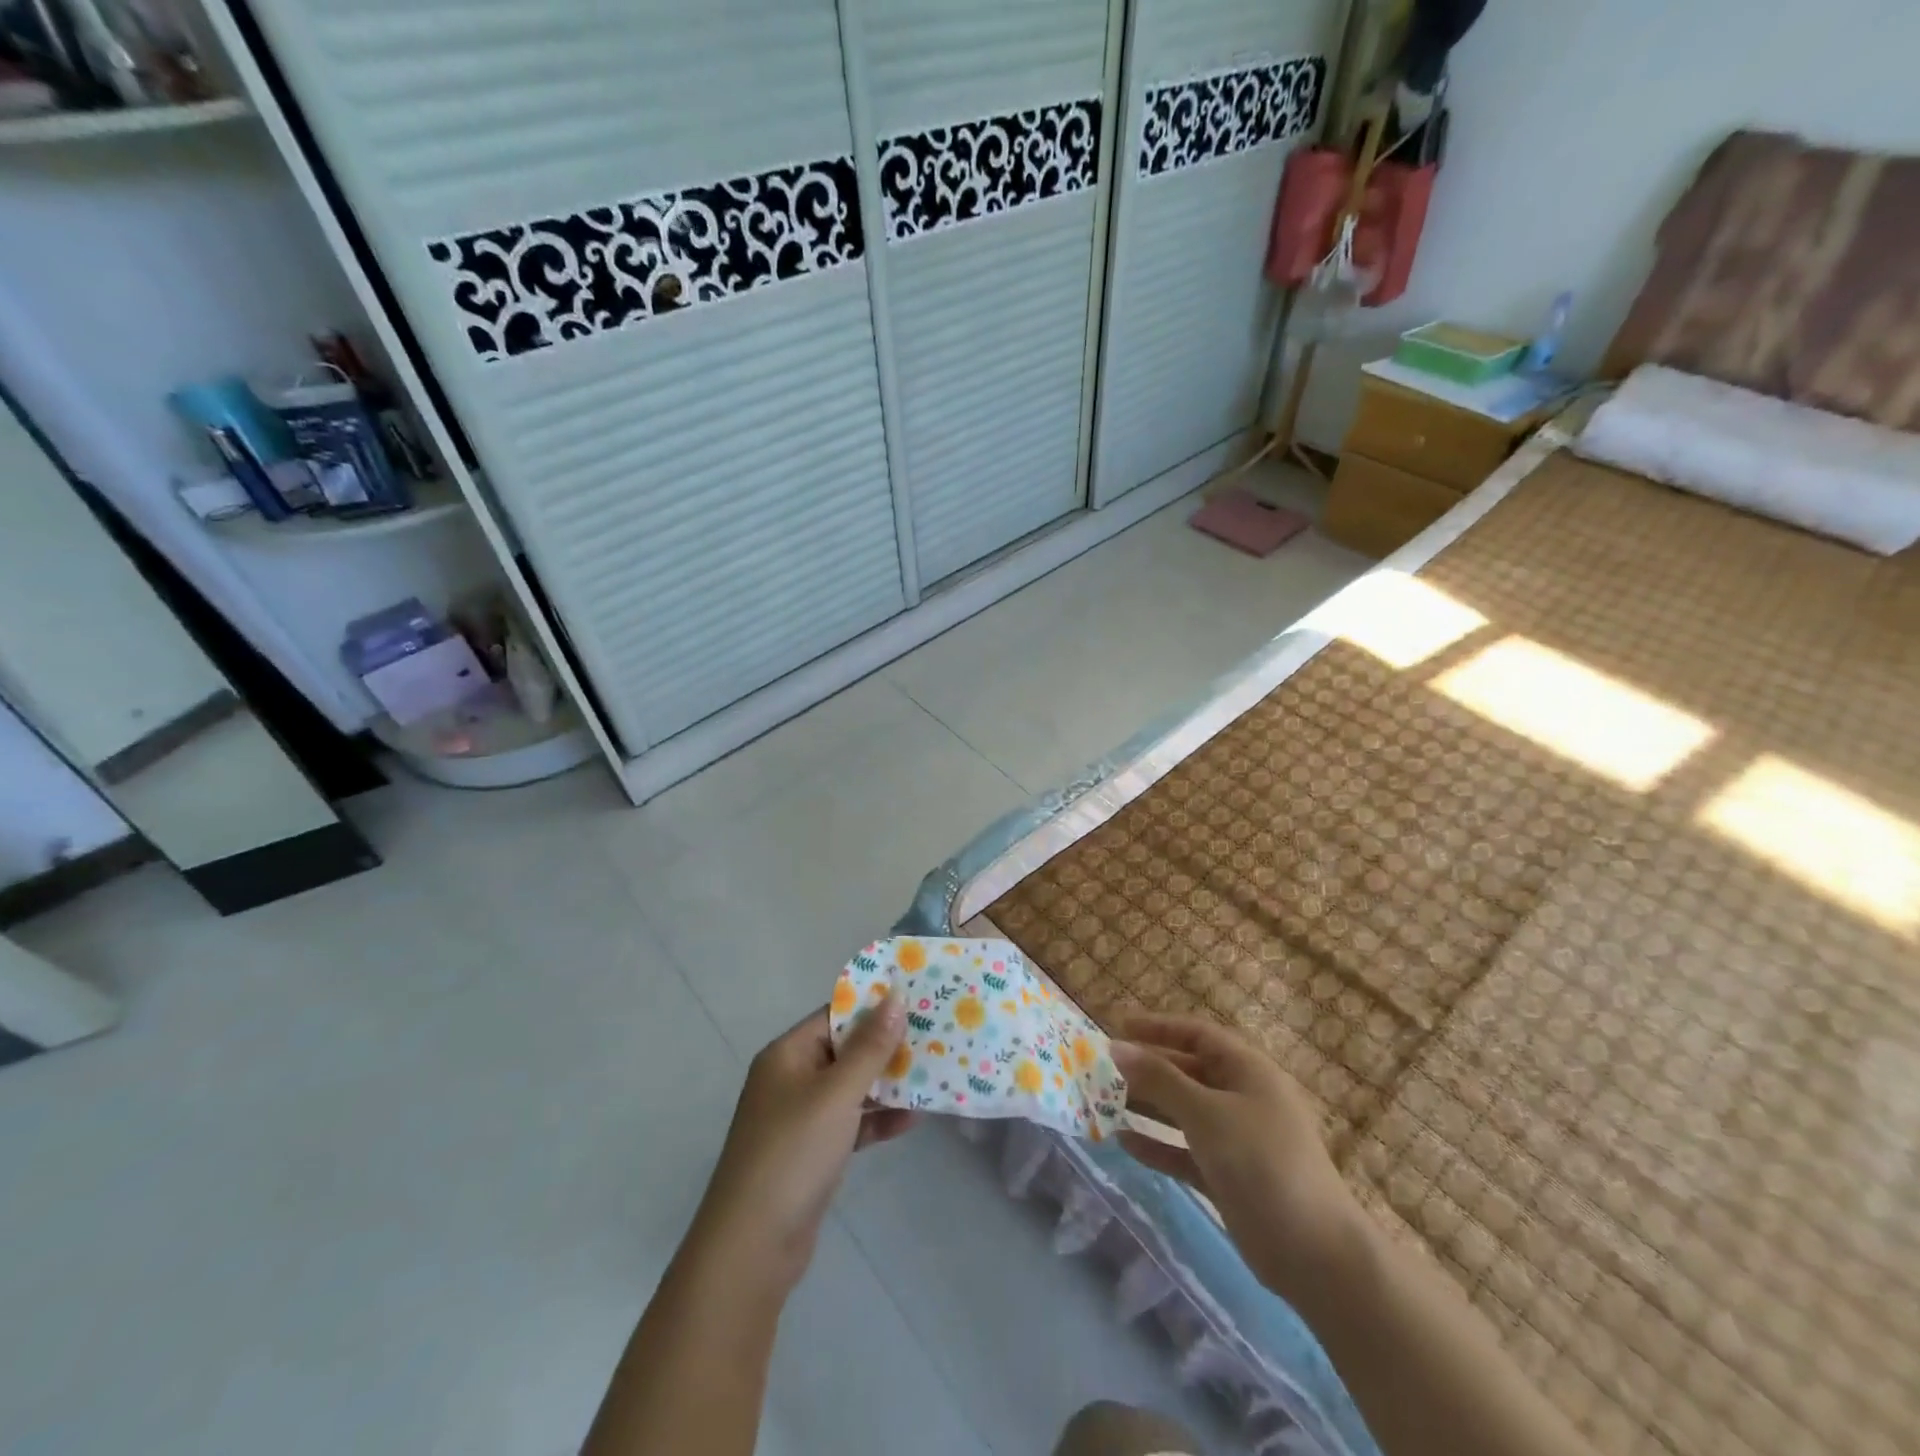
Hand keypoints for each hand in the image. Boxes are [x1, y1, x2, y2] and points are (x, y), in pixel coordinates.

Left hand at [689, 996, 915, 1294]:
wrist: (753, 1247)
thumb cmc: (794, 1153)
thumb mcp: (837, 1094)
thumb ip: (870, 1047)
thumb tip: (895, 996)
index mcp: (787, 1054)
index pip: (835, 1015)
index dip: (874, 1006)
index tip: (916, 998)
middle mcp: (791, 1078)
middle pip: (846, 1050)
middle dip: (887, 1046)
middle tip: (934, 1035)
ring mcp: (801, 1117)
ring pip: (851, 1088)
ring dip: (888, 1084)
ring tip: (933, 1074)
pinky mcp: (813, 1152)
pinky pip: (851, 1123)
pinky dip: (878, 1120)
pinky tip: (913, 1120)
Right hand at [1111, 1013, 1359, 1300]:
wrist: (1315, 1254)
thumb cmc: (1262, 1162)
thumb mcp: (1206, 1113)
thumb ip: (1159, 1080)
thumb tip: (1117, 1048)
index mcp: (1246, 1070)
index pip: (1196, 1034)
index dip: (1158, 1027)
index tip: (1118, 1027)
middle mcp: (1241, 1097)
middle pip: (1186, 1071)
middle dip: (1146, 1069)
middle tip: (1101, 1070)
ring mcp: (1235, 1139)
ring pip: (1183, 1112)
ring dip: (1147, 1107)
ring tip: (1103, 1103)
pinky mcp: (1228, 1176)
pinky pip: (1184, 1150)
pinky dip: (1157, 1145)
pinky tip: (1124, 1143)